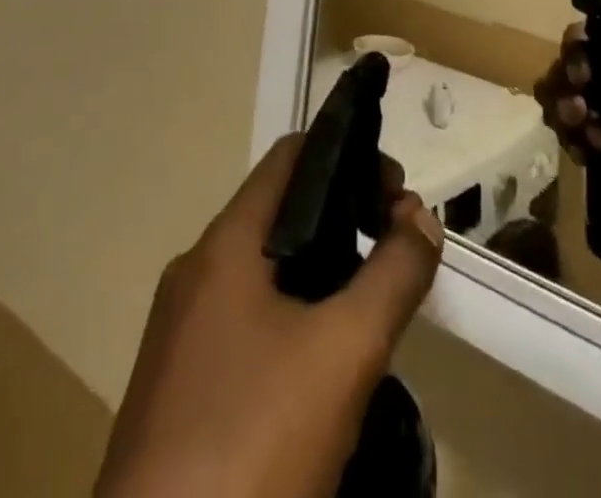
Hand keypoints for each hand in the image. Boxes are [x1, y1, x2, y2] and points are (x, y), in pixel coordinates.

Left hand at [95, 137, 443, 497]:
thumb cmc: (251, 446)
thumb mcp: (344, 354)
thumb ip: (393, 275)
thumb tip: (421, 218)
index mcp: (224, 245)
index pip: (291, 156)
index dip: (350, 156)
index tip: (397, 197)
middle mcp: (196, 273)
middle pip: (282, 211)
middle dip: (346, 218)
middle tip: (396, 252)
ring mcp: (181, 334)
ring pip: (266, 271)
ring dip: (324, 271)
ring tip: (372, 307)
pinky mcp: (179, 390)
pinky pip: (247, 322)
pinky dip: (294, 317)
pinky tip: (324, 369)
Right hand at [532, 23, 600, 230]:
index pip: (590, 38)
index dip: (576, 50)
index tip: (583, 76)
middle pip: (565, 70)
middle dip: (561, 87)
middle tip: (577, 111)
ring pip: (560, 101)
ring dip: (560, 115)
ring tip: (583, 139)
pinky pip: (571, 138)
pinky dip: (570, 144)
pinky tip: (584, 157)